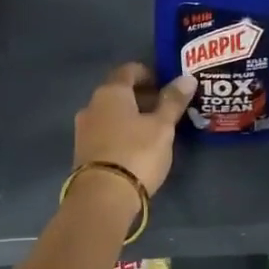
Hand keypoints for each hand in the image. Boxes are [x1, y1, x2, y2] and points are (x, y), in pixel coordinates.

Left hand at [73, 63, 194, 196]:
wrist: (102, 197)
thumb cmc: (136, 153)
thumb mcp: (162, 127)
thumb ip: (173, 101)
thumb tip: (187, 78)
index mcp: (110, 92)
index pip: (129, 70)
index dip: (149, 74)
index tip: (167, 86)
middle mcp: (91, 105)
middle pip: (119, 92)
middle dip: (142, 97)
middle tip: (165, 109)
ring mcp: (83, 129)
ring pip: (111, 114)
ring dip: (131, 116)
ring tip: (153, 130)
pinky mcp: (82, 151)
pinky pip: (105, 132)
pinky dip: (121, 132)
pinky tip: (136, 147)